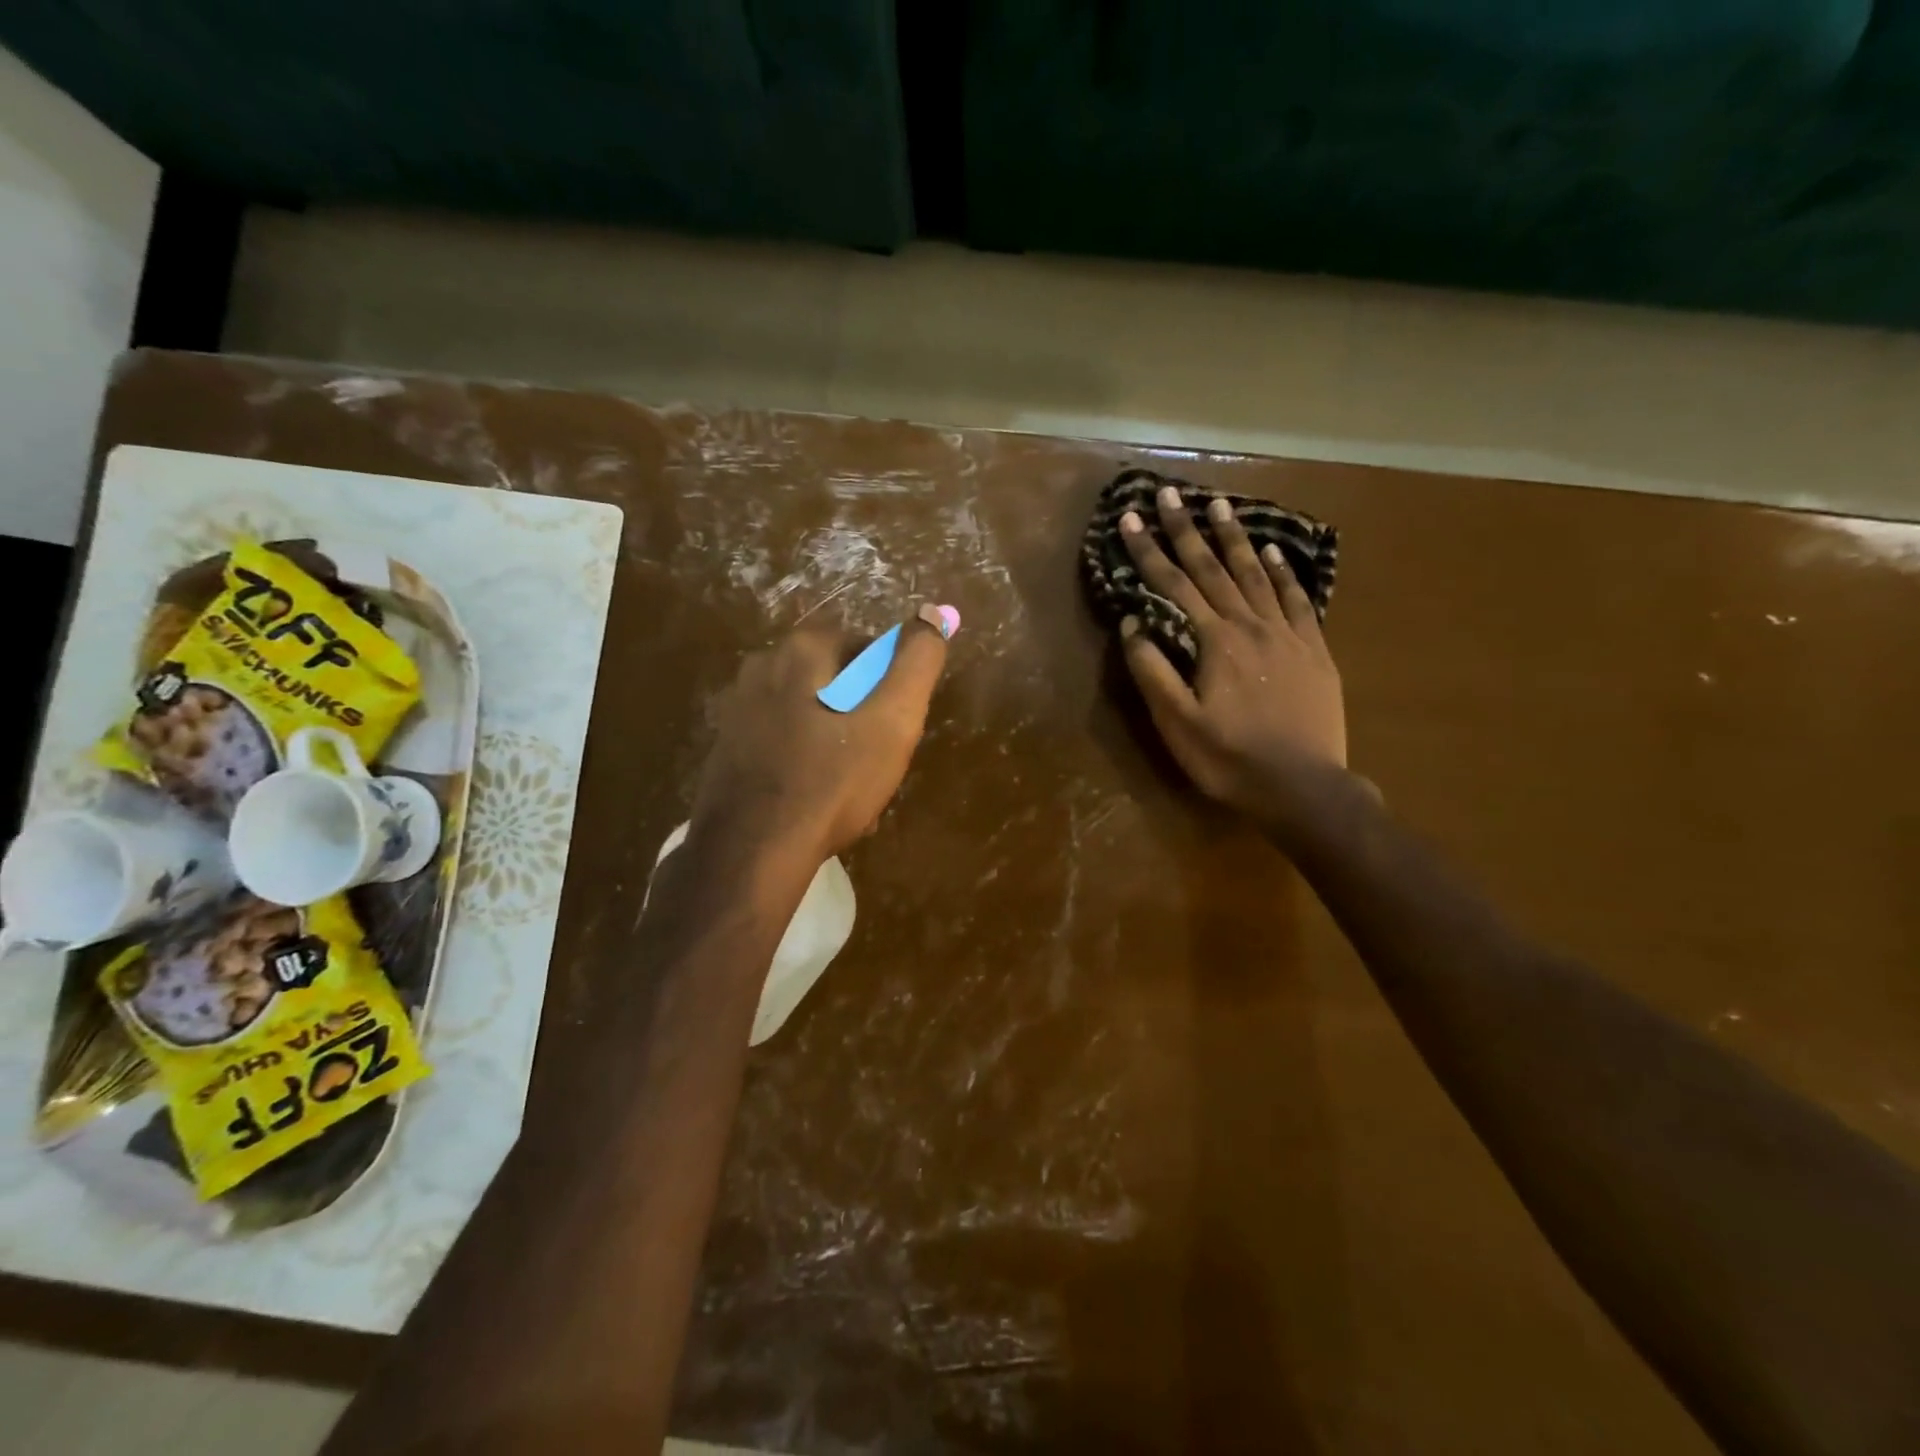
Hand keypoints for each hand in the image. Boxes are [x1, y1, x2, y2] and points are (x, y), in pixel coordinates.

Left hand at [690, 608, 953, 864]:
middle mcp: (761, 666)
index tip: (895, 731)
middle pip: (837, 683)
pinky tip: (817, 803)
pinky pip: (784, 744)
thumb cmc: (831, 781)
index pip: (867, 649)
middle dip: (863, 718)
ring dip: (837, 745)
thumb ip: (917, 663)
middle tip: (877, 764)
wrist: (751, 853)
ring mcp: (737, 709)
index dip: (890, 689)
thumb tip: (933, 614)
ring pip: (811, 716)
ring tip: (850, 791)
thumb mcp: (892, 720)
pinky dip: (806, 764)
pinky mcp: (726, 749)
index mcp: (800, 650)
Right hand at [1118, 484, 1347, 834]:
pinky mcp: (1313, 650)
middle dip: (1187, 530)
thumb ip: (1153, 671)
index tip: (1130, 518)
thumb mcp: (1177, 724)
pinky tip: (1273, 552)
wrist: (1303, 788)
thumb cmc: (1229, 760)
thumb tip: (1133, 623)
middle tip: (1170, 493)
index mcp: (1213, 642)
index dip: (1149, 551)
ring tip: (1220, 505)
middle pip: (1213, 569)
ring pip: (1256, 574)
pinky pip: (1297, 599)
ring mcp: (1286, 635)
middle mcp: (1249, 626)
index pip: (1173, 586)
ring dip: (1234, 538)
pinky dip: (1283, 572)